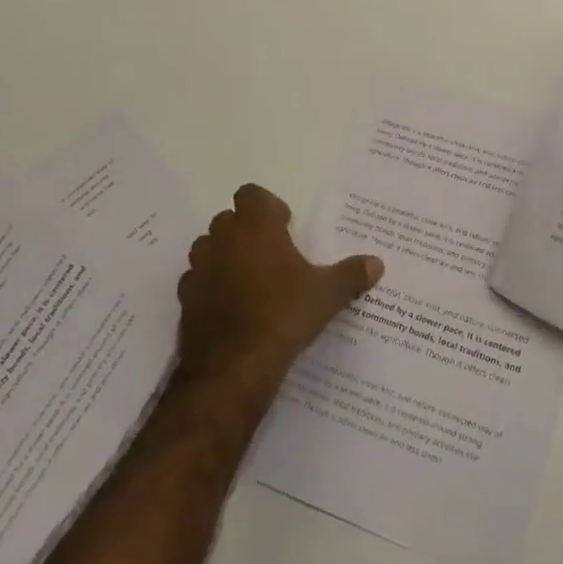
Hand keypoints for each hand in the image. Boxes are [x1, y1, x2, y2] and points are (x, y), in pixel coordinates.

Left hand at [176, 184, 382, 391]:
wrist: (233, 369)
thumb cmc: (283, 316)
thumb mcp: (327, 295)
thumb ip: (351, 275)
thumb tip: (377, 264)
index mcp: (257, 227)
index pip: (251, 194)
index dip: (267, 207)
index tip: (285, 228)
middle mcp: (223, 240)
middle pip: (228, 219)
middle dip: (246, 231)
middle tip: (272, 255)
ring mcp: (199, 269)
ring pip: (208, 248)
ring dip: (224, 256)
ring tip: (249, 280)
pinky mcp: (185, 300)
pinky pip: (197, 281)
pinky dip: (210, 287)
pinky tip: (230, 308)